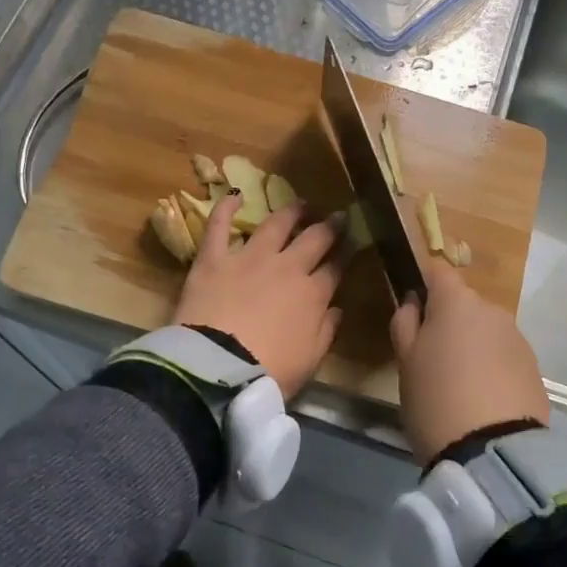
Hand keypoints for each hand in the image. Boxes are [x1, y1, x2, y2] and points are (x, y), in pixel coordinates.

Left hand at [174, 193, 344, 397]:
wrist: (218, 368)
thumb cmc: (270, 371)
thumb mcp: (310, 360)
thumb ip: (326, 331)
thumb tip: (336, 309)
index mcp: (312, 294)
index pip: (335, 269)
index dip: (345, 256)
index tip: (352, 245)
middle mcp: (286, 267)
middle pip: (314, 239)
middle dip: (329, 227)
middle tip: (338, 216)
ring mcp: (249, 258)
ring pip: (276, 224)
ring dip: (291, 212)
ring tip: (301, 204)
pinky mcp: (214, 258)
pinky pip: (220, 225)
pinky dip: (226, 208)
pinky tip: (235, 195)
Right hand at [390, 263, 549, 465]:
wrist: (493, 451)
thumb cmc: (435, 399)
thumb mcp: (405, 362)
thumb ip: (405, 323)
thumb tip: (413, 302)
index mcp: (458, 302)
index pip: (438, 272)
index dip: (423, 284)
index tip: (412, 309)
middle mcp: (493, 311)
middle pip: (465, 305)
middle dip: (449, 322)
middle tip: (430, 358)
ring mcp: (519, 339)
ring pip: (486, 332)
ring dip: (472, 346)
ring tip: (457, 385)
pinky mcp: (534, 369)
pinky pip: (504, 358)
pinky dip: (491, 368)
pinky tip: (481, 400)